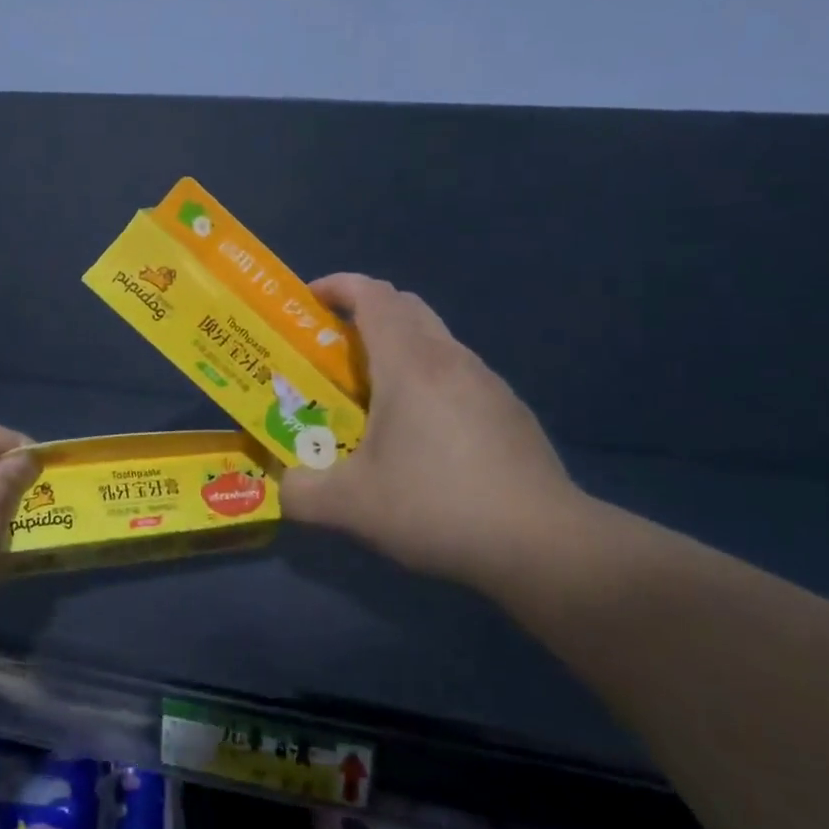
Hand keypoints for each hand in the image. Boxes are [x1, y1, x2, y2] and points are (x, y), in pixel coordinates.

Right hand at [280, 274, 591, 597]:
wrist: (542, 543)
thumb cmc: (437, 505)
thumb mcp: (351, 506)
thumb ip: (301, 492)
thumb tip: (286, 487)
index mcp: (410, 364)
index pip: (373, 296)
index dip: (339, 286)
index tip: (308, 299)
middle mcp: (451, 359)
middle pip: (406, 307)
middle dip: (365, 313)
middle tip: (333, 350)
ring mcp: (488, 383)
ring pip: (436, 341)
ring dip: (398, 349)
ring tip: (372, 396)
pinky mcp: (510, 411)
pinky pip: (458, 375)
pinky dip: (428, 380)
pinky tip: (422, 435)